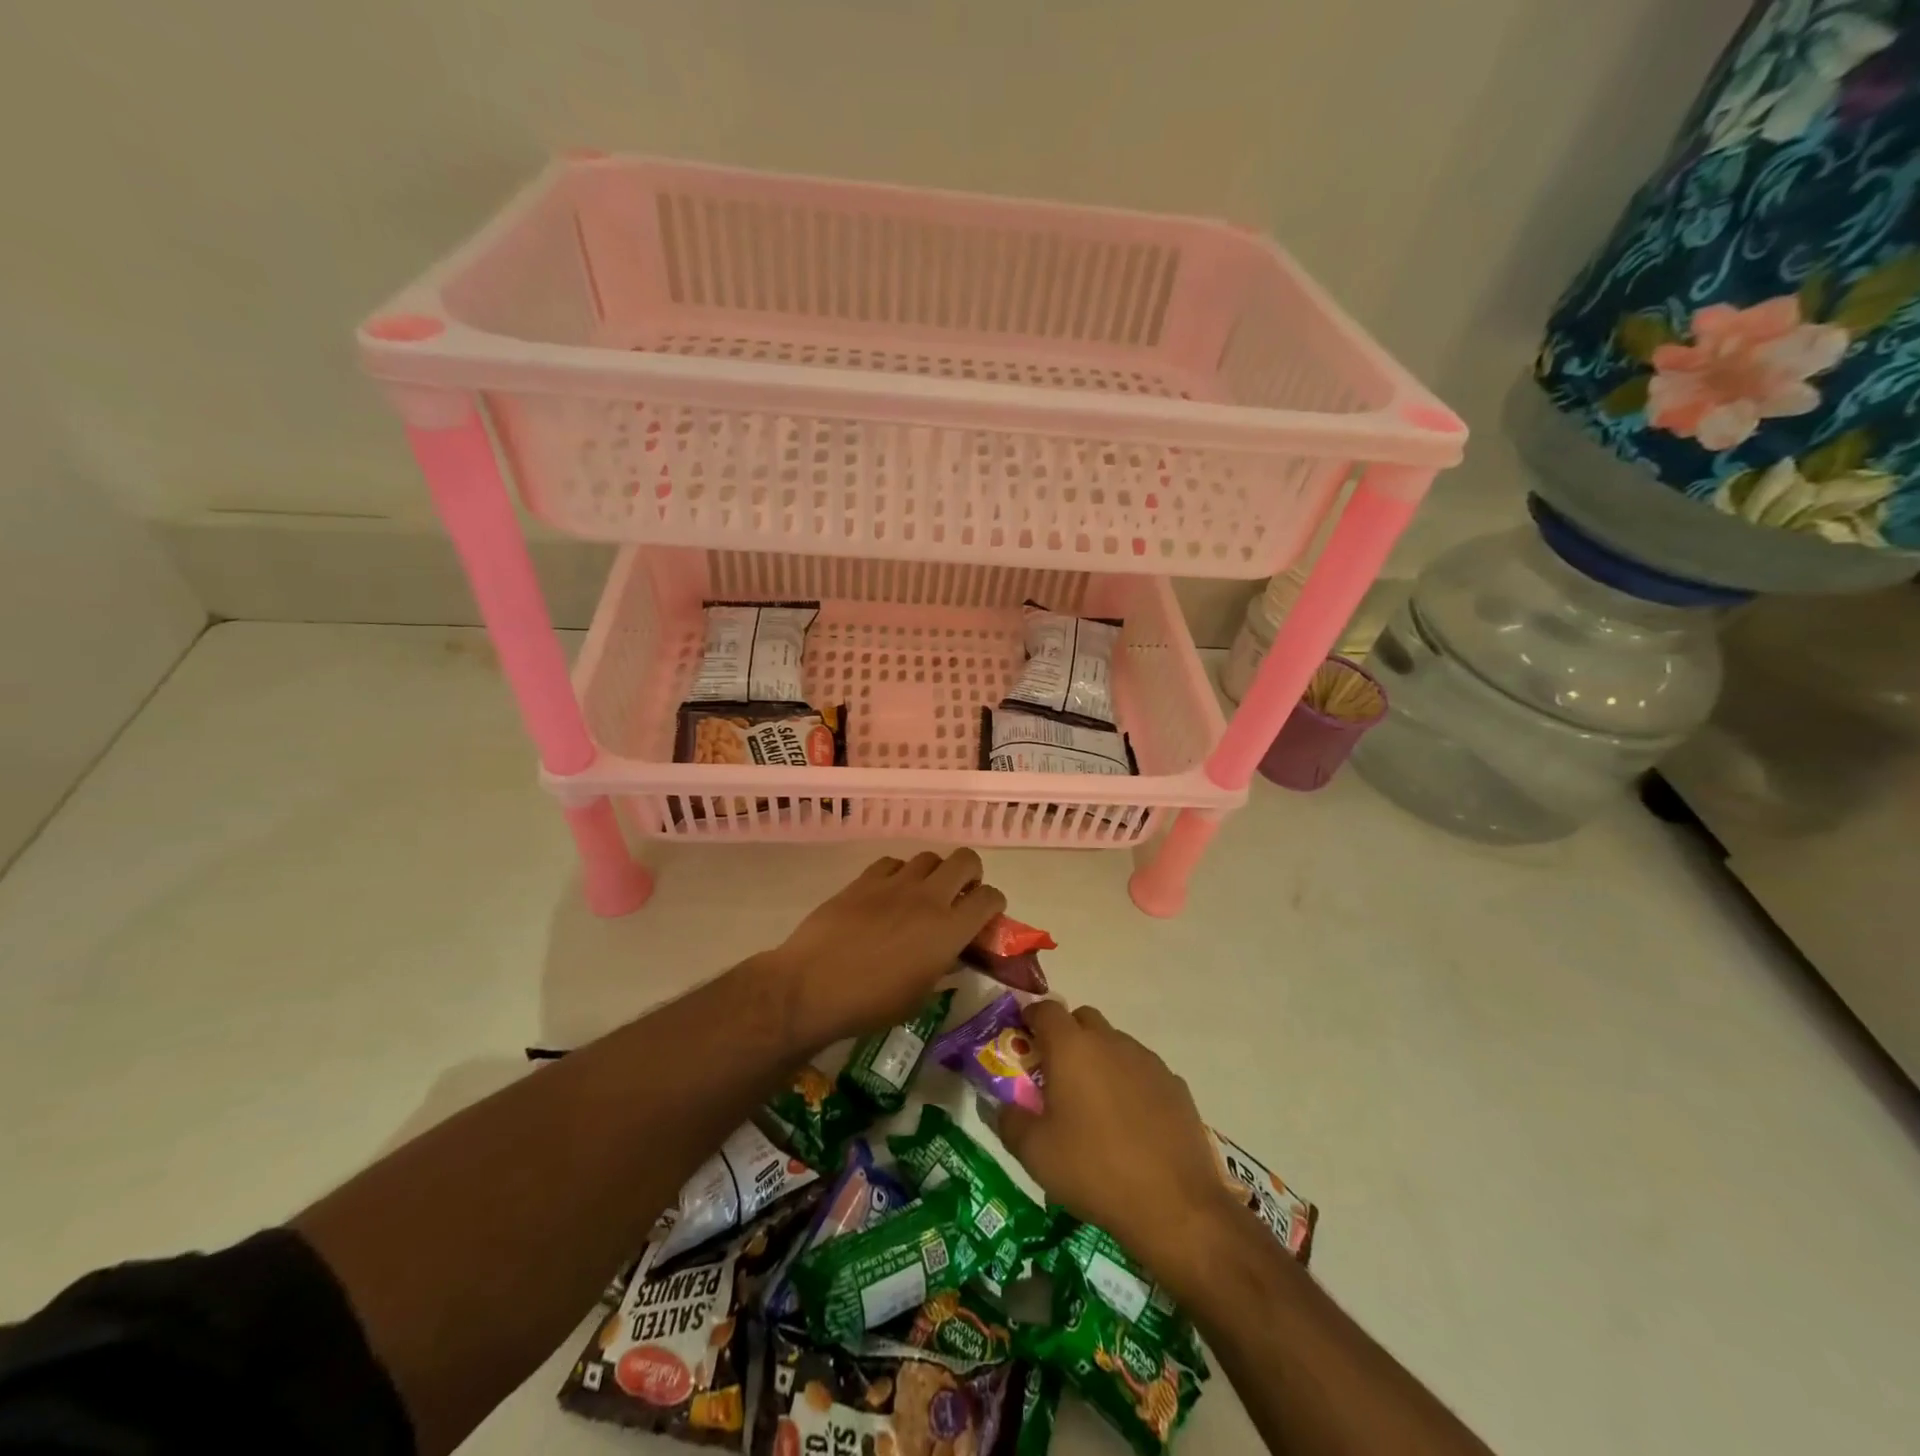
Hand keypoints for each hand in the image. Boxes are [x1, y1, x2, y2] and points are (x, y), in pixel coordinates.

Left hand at [765, 850, 1005, 1045]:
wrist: (811, 987)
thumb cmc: (870, 1005)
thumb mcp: (919, 997)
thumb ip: (942, 968)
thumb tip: (951, 954)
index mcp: (948, 930)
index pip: (990, 898)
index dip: (994, 904)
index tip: (985, 917)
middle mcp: (928, 898)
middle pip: (965, 860)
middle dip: (971, 874)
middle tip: (959, 895)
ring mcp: (894, 884)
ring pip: (928, 857)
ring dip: (934, 873)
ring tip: (921, 895)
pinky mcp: (863, 880)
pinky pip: (892, 863)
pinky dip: (898, 874)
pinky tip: (887, 894)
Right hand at [999, 1001, 1246, 1290]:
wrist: (1174, 1204)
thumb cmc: (1093, 1170)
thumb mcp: (1035, 1153)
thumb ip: (1009, 1121)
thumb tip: (1001, 1106)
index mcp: (1072, 1048)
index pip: (1046, 1009)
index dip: (1031, 1019)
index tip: (1024, 1040)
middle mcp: (1110, 1041)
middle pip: (1082, 1019)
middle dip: (1066, 1036)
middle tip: (1056, 1074)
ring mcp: (1147, 1060)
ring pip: (1114, 1044)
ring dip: (1099, 1060)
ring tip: (1094, 1105)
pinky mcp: (1174, 1084)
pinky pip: (1141, 1070)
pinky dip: (1129, 1083)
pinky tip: (1130, 1123)